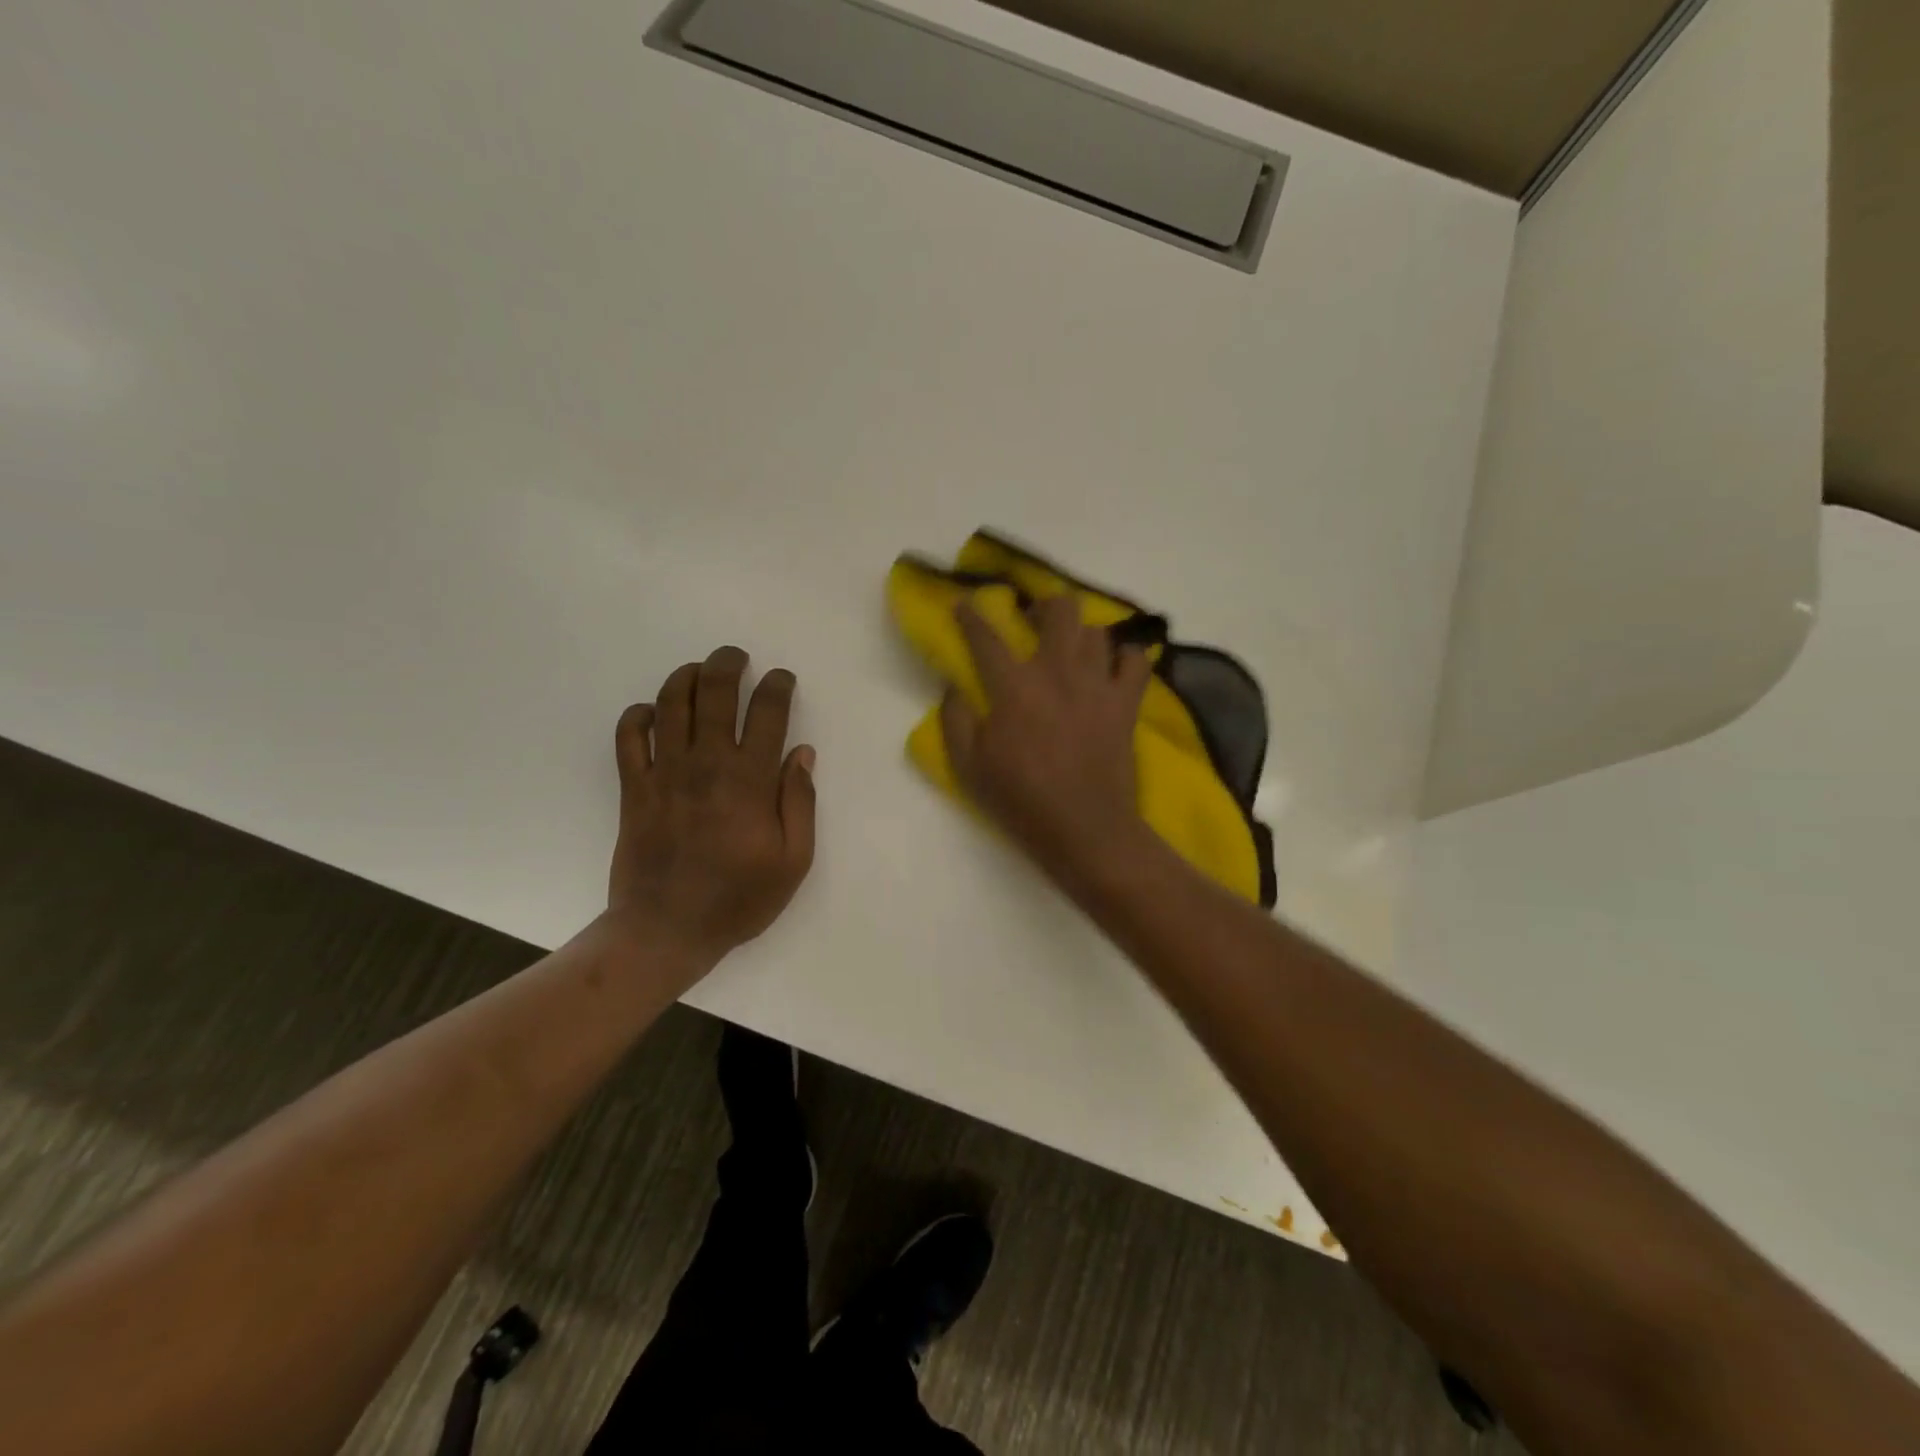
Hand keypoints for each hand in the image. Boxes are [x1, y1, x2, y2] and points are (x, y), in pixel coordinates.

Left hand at [608, 646, 816, 973]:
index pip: (767, 712)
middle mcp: (706, 764)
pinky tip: (652, 713)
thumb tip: (802, 753)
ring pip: (670, 703)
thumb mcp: (793, 861)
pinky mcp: (634, 788)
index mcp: (750, 780)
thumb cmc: (738, 899)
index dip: (778, 686)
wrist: (666, 931)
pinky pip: (628, 737)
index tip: (783, 679)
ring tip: (699, 671)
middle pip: (714, 692)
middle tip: (737, 657)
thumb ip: (800, 803)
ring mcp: (664, 773)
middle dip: (727, 663)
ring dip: (685, 677)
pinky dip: (638, 716)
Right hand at [941, 596, 1152, 883]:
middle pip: (1059, 610)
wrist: (1084, 830)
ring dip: (1081, 634)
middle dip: (1044, 606)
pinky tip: (1113, 668)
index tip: (965, 601)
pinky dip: (1126, 657)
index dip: (971, 615)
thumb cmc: (1021, 800)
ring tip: (1072, 649)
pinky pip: (1137, 660)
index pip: (986, 637)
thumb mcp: (969, 766)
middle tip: (1034, 622)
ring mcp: (1098, 684)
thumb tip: (954, 686)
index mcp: (1014, 686)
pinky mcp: (1126, 703)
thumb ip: (955, 719)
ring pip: (1097, 631)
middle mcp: (1058, 672)